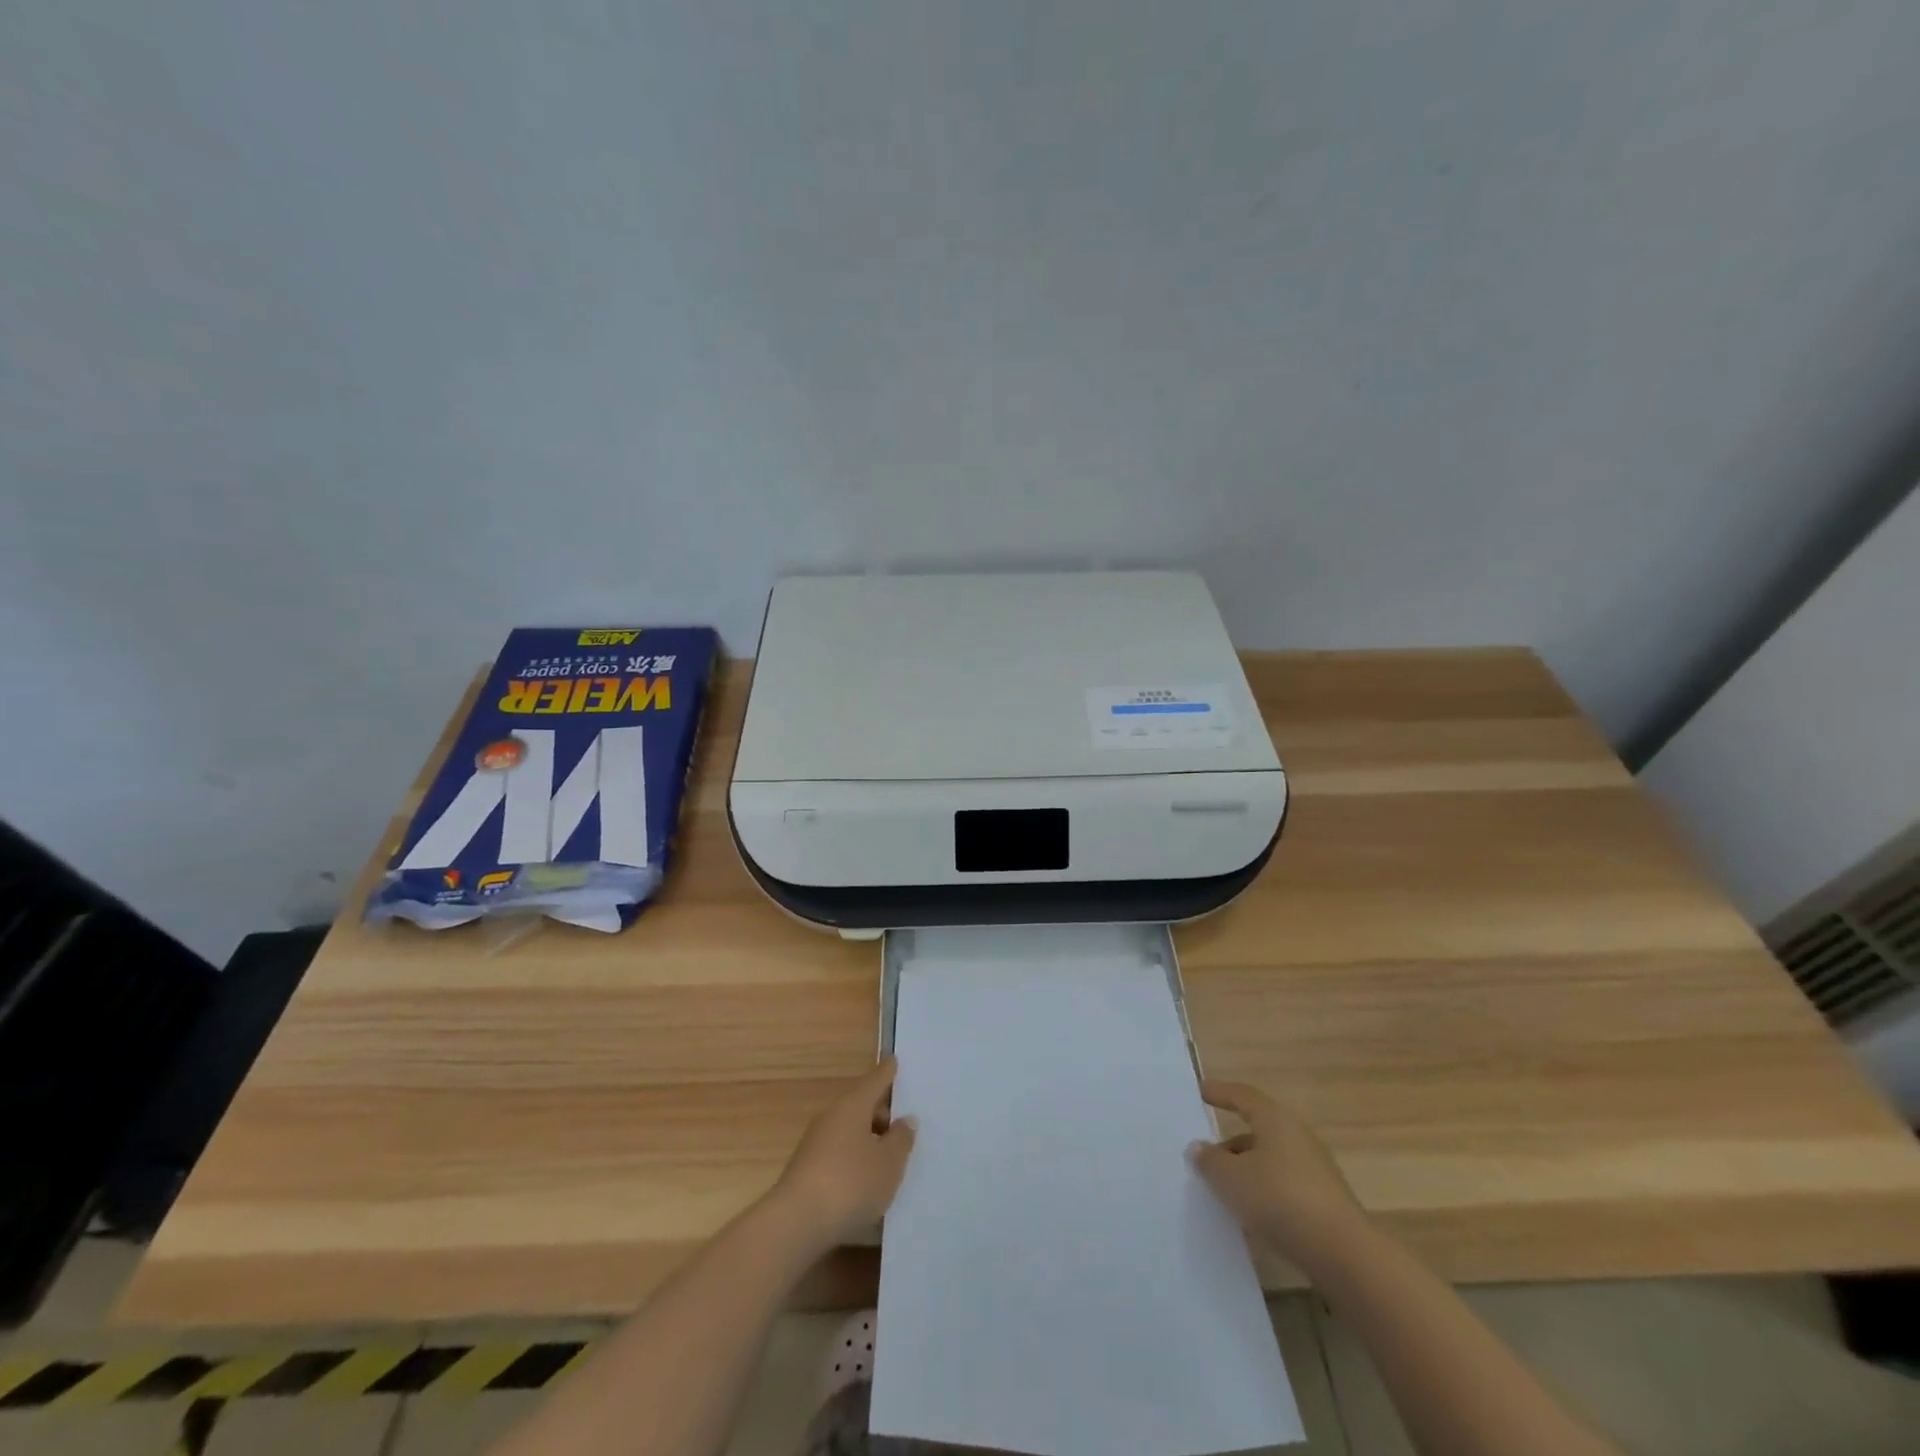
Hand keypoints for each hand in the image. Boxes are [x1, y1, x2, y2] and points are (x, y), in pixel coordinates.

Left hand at [772, 1057, 916, 1250]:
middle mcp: (832, 1117)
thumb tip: (905, 1119)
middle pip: (861, 1106)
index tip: (894, 1059)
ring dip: (869, 1139)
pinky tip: (867, 1180)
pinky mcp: (807, 1169)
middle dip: (882, 1113)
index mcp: (853, 1106)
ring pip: (850, 1131)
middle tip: (904, 1124)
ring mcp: (816, 1143)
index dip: (887, 1072)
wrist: (796, 1223)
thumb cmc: (850, 1184)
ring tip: (890, 1156)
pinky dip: (855, 1159)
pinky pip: (839, 1153)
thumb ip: (901, 1139)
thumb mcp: (888, 1163)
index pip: (875, 1081)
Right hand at [1190, 1079, 1365, 1273]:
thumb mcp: (1231, 1179)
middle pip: (1257, 1130)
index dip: (1220, 1092)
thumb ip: (1209, 1161)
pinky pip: (1284, 1186)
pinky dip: (1264, 1192)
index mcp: (1275, 1120)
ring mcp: (1315, 1170)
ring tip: (1222, 1191)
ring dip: (1246, 1171)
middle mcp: (1297, 1136)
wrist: (1344, 1254)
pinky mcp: (1325, 1201)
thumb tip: (1198, 1147)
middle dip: (1230, 1143)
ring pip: (1270, 1161)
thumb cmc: (1280, 1200)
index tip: (1200, 1091)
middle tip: (1205, 1156)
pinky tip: (1250, 1216)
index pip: (1243, 1096)